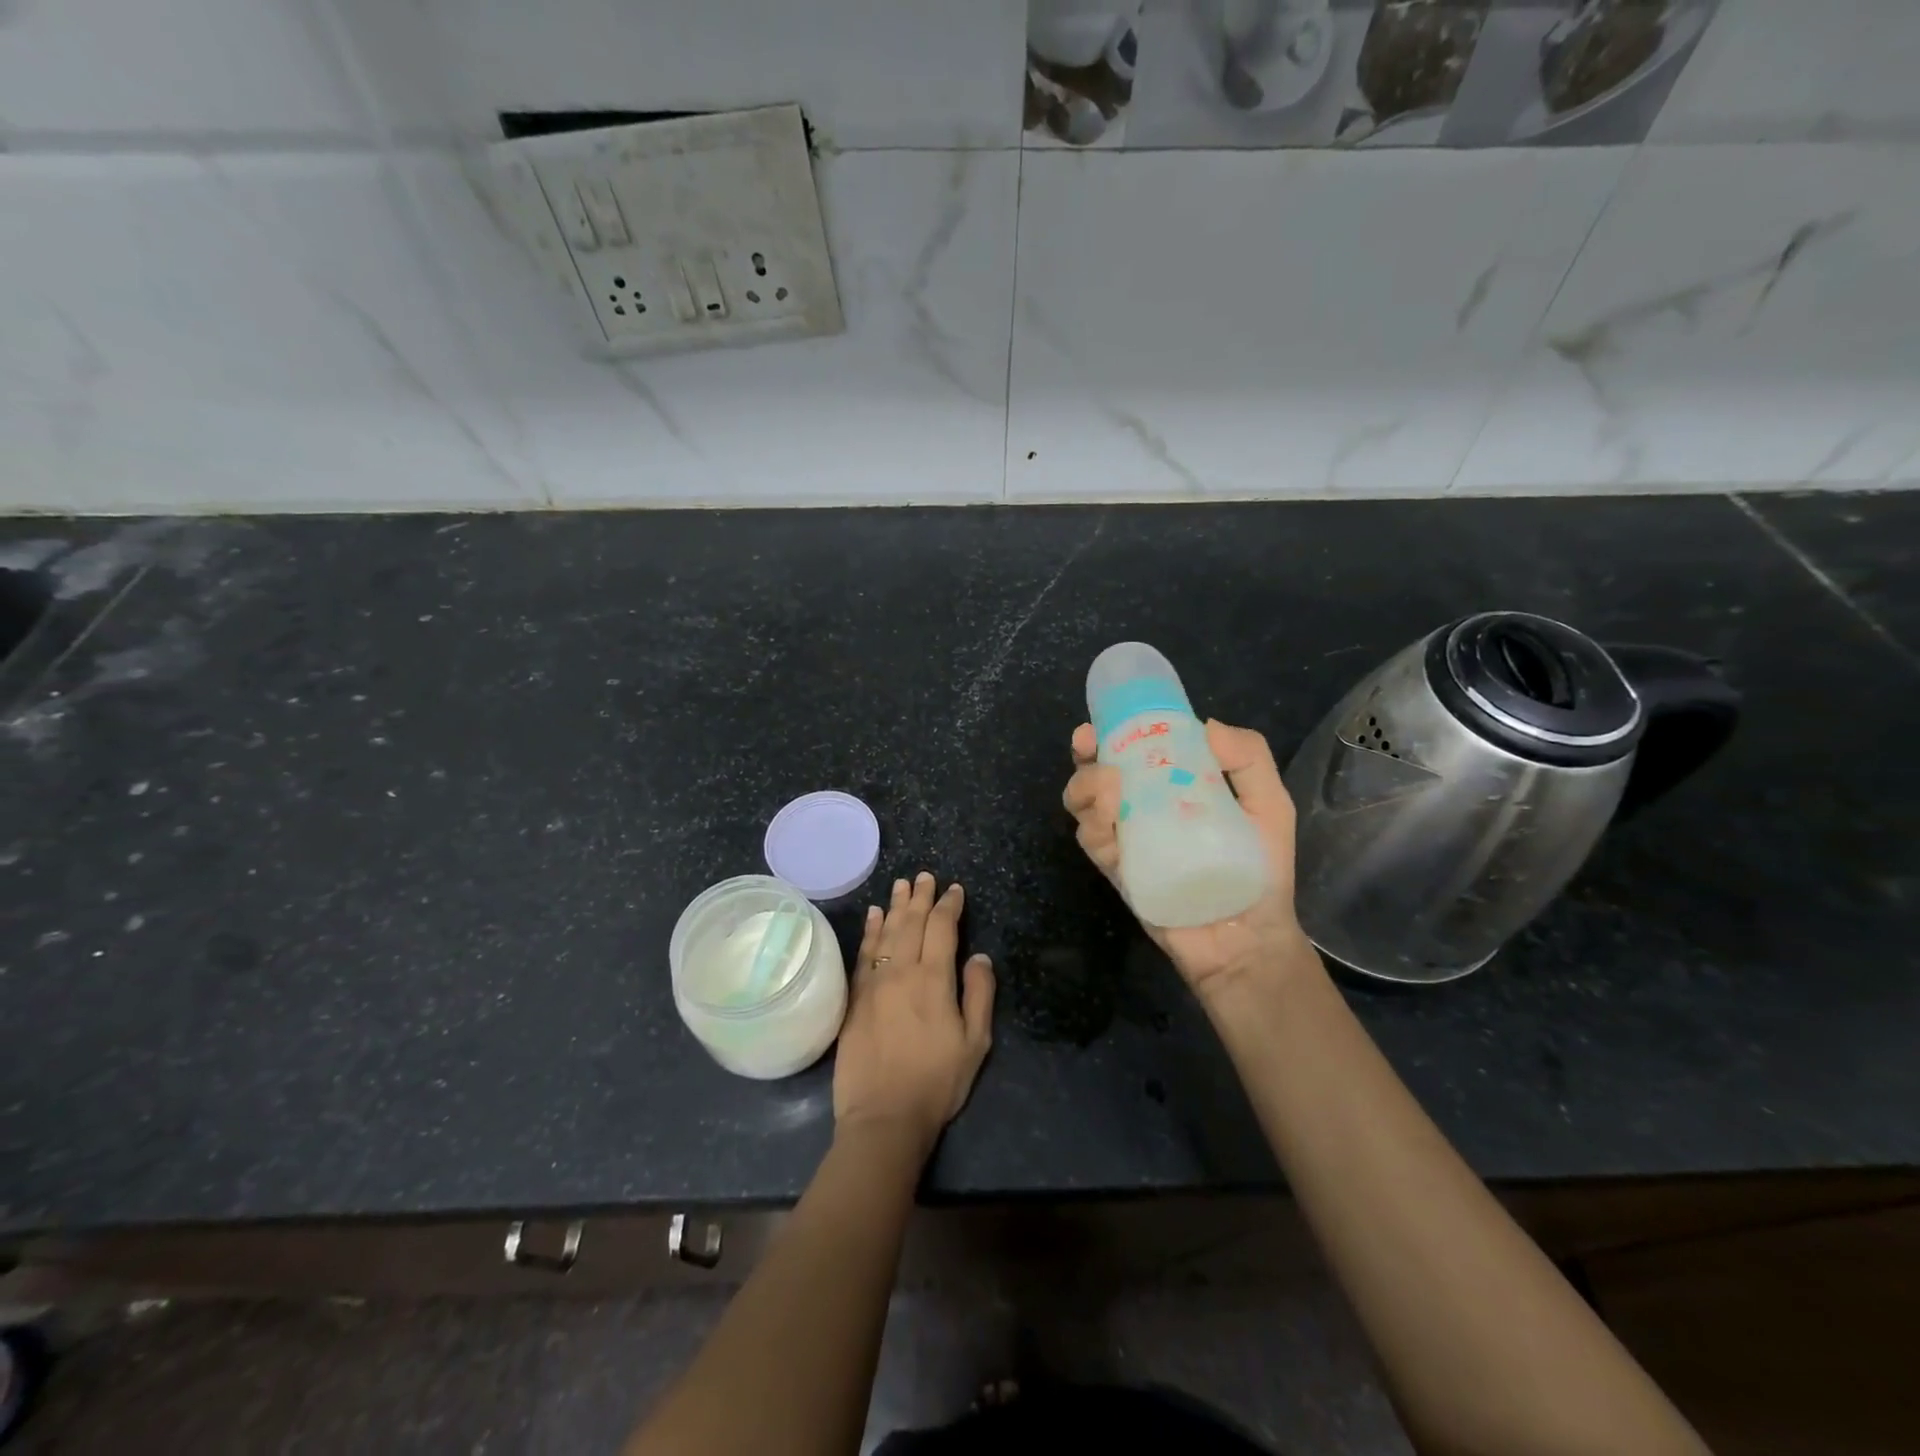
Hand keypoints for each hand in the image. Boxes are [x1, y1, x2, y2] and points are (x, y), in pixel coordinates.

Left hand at [833, 872, 994, 1152]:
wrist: (883, 1116)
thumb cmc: (937, 1082)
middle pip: (911, 922)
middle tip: (924, 876)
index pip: (942, 928)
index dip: (949, 905)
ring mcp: (874, 982)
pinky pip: (863, 952)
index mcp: (934, 979)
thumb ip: (979, 994)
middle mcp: (902, 971)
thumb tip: (979, 956)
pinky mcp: (855, 997)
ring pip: (885, 931)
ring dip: (894, 906)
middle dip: (920, 897)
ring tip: (901, 885)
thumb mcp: (975, 1043)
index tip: (954, 890)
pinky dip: (869, 930)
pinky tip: (872, 916)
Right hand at [1063, 719, 1315, 998]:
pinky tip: (1111, 816)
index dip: (1113, 733)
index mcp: (1171, 790)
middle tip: (1088, 744)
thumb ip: (1250, 760)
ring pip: (1083, 806)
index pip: (1133, 753)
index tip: (1105, 720)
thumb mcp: (1269, 806)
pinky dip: (1094, 824)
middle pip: (1095, 775)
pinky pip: (1093, 842)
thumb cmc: (1262, 870)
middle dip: (1084, 756)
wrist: (1250, 938)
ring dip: (1086, 786)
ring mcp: (1125, 842)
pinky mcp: (1118, 872)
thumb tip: (1206, 724)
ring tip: (1111, 784)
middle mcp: (1140, 811)